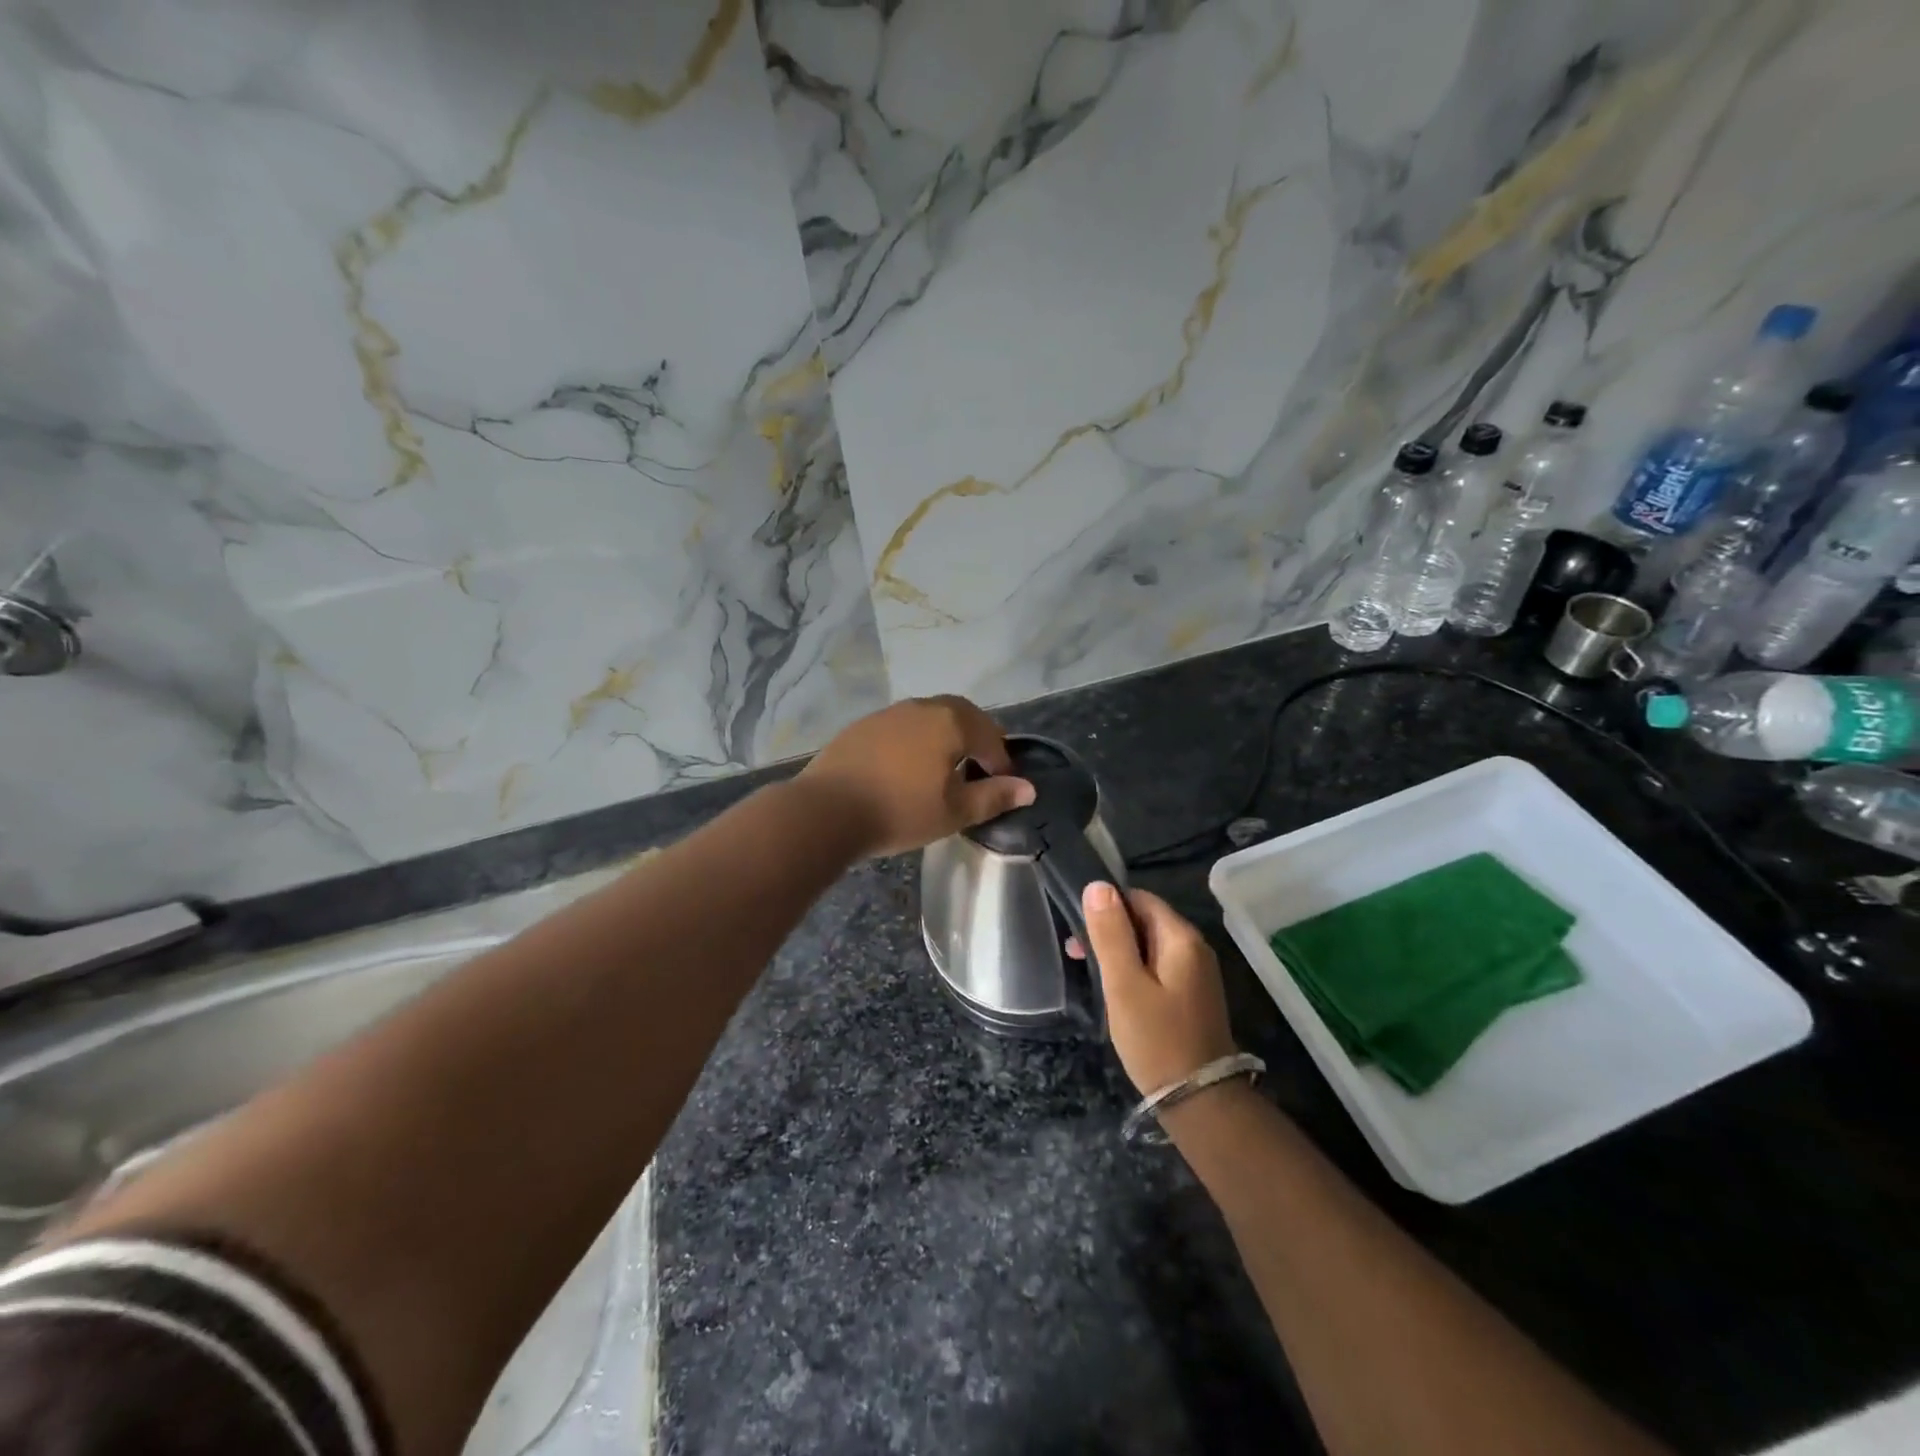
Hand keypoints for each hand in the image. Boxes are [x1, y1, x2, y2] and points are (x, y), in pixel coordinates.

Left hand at [800, 696, 1034, 857]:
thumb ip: (994, 797)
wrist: (825, 810)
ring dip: (945, 737)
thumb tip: (1029, 789)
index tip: (1004, 784)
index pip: (990, 736)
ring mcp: (889, 713)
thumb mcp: (954, 811)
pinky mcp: (862, 726)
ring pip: (929, 717)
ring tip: (944, 768)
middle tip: (980, 767)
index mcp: (951, 722)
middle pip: (961, 715)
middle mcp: (922, 707)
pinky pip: (902, 727)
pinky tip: (906, 767)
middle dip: (976, 738)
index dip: (1002, 761)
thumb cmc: (899, 811)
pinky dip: (915, 741)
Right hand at [1076, 884, 1237, 1095]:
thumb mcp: (1124, 984)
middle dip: (1109, 930)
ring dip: (1118, 952)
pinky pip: (1157, 967)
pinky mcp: (1191, 996)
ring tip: (1087, 971)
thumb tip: (1097, 885)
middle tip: (1076, 953)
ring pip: (1149, 945)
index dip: (1107, 906)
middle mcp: (1194, 948)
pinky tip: (1114, 989)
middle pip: (1145, 920)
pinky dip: (1133, 970)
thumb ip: (1110, 933)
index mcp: (1181, 937)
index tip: (1078, 928)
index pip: (1139, 898)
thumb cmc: (1157, 1039)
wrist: (1200, 1102)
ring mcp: (1196, 974)